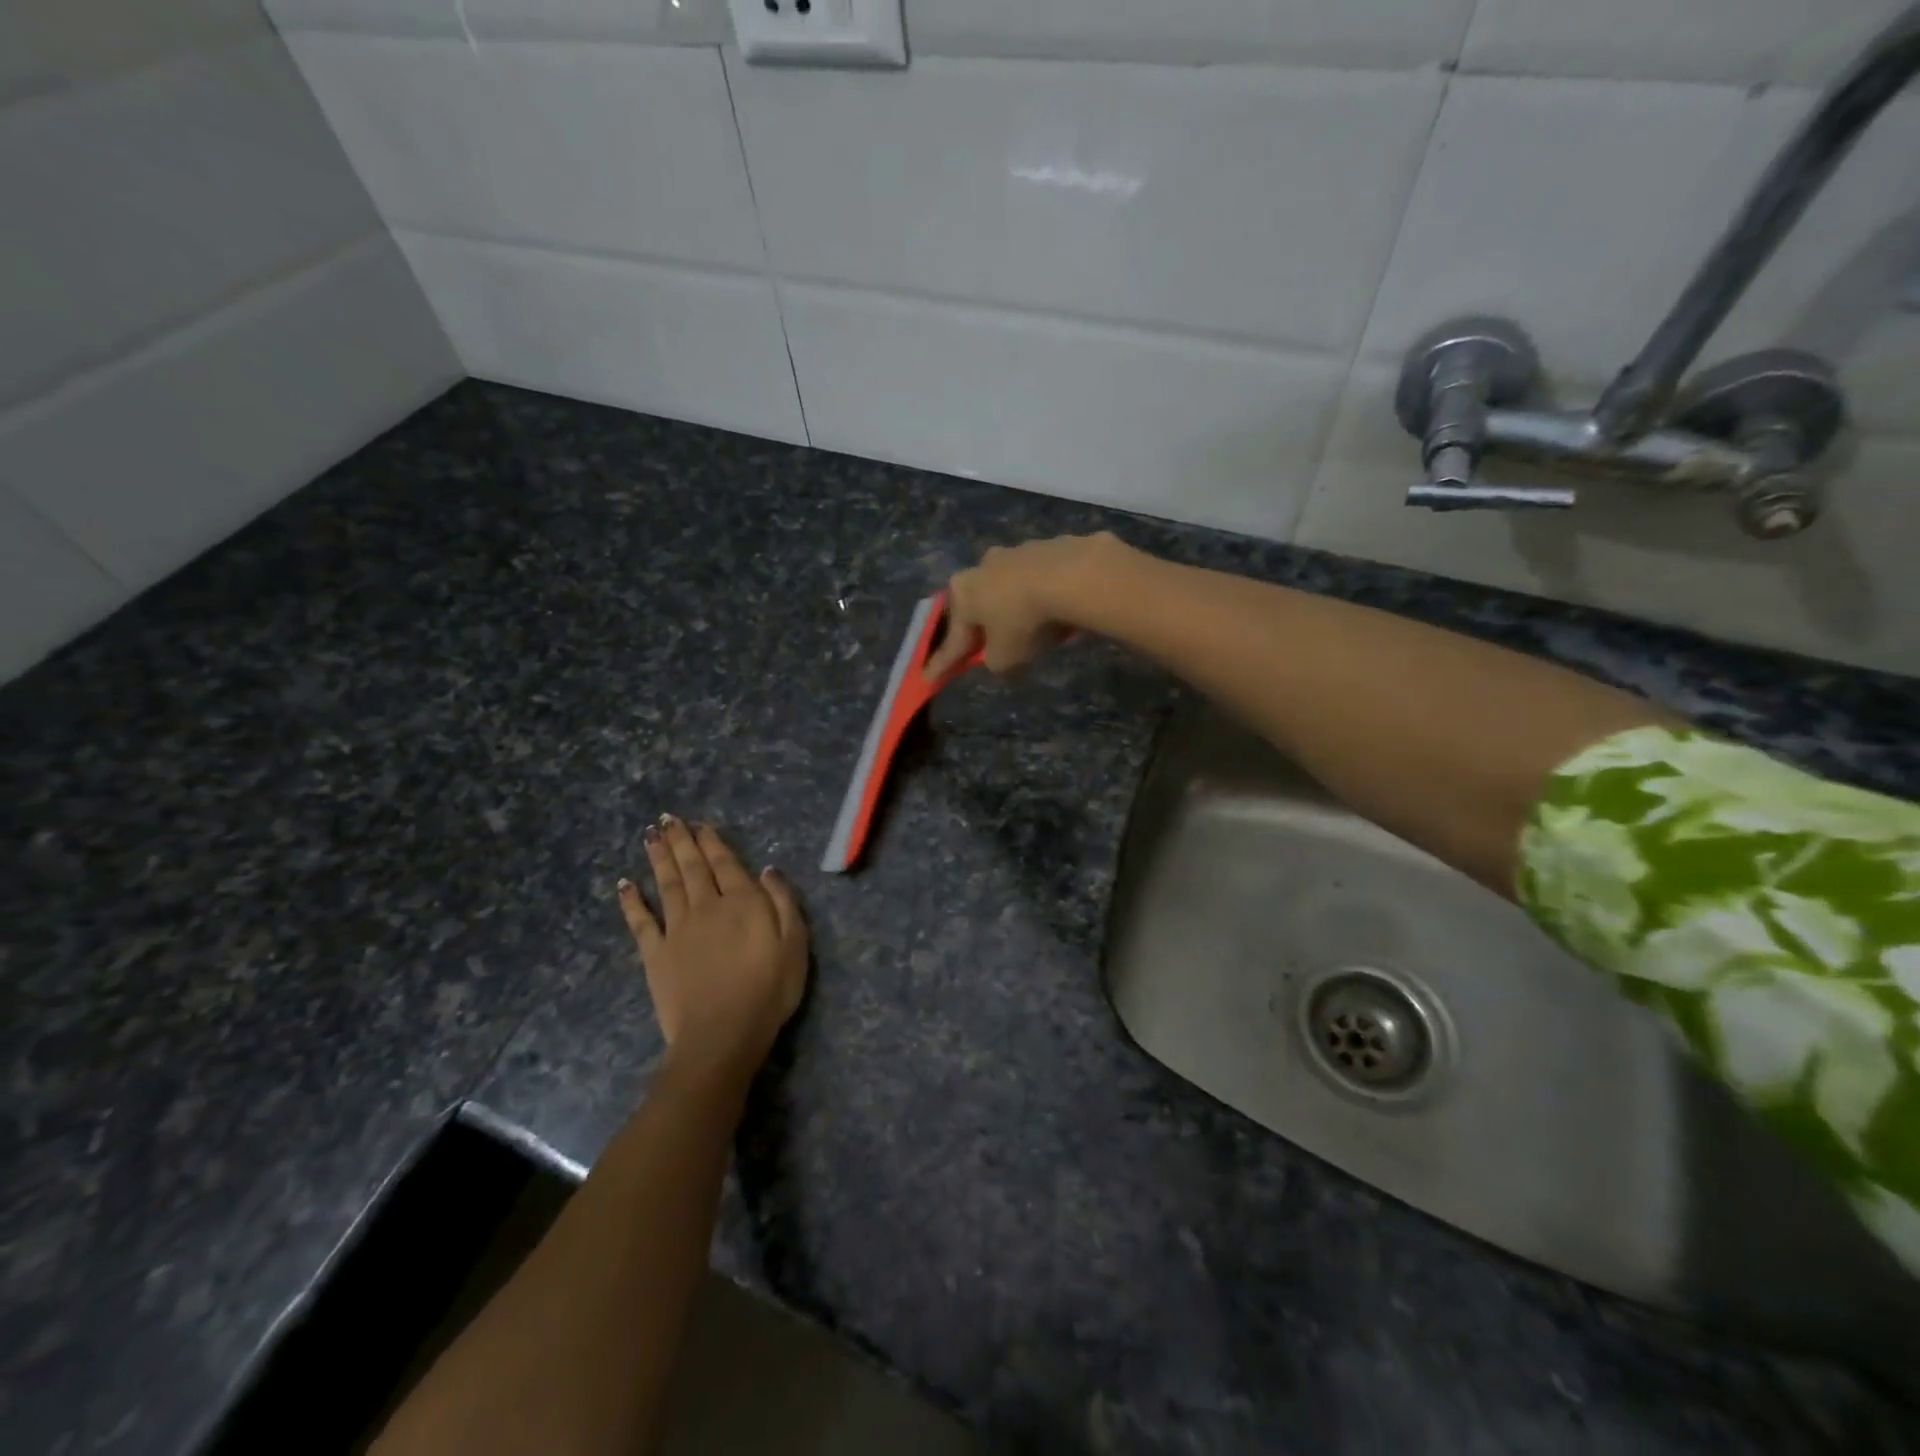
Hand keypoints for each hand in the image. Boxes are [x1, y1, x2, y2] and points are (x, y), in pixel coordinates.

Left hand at [617, 816, 808, 1080]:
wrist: (722, 1034)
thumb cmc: (768, 990)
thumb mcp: (795, 944)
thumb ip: (783, 902)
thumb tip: (767, 869)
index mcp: (743, 902)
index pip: (726, 863)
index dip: (712, 842)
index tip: (700, 824)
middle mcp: (707, 906)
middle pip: (693, 867)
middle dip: (681, 841)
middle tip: (667, 819)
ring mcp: (677, 929)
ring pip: (667, 884)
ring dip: (658, 858)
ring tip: (650, 835)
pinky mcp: (655, 954)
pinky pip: (641, 921)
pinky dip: (631, 901)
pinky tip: (624, 884)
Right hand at [925, 532, 1124, 679]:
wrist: (1075, 577)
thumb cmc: (1025, 621)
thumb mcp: (1005, 658)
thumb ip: (995, 662)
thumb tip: (998, 657)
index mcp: (963, 592)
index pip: (952, 638)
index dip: (943, 663)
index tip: (929, 679)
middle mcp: (983, 565)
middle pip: (980, 603)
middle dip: (983, 624)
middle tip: (989, 645)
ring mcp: (1018, 551)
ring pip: (1011, 587)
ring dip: (1016, 606)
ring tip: (1034, 627)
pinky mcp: (1051, 546)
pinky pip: (1043, 579)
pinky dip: (1046, 594)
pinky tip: (1060, 609)